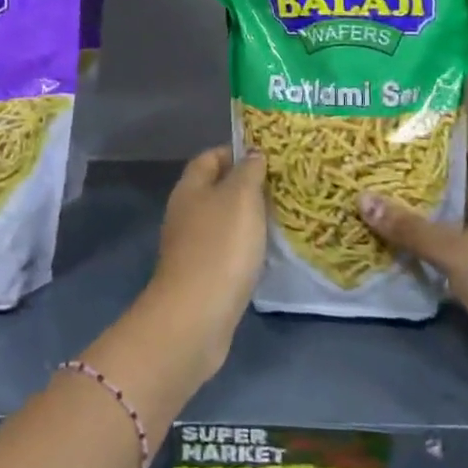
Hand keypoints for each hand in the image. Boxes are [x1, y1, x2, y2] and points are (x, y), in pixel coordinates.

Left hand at [142, 146, 266, 379]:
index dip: (236, 152)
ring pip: (222, 221)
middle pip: (215, 189)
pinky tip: (266, 253)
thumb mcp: (241, 198)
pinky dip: (244, 248)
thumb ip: (248, 172)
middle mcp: (185, 213)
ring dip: (247, 219)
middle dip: (246, 186)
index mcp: (190, 188)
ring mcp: (190, 247)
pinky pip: (225, 251)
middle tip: (282, 187)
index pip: (210, 157)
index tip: (268, 156)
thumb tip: (252, 153)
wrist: (196, 316)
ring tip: (281, 218)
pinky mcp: (200, 276)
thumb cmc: (220, 246)